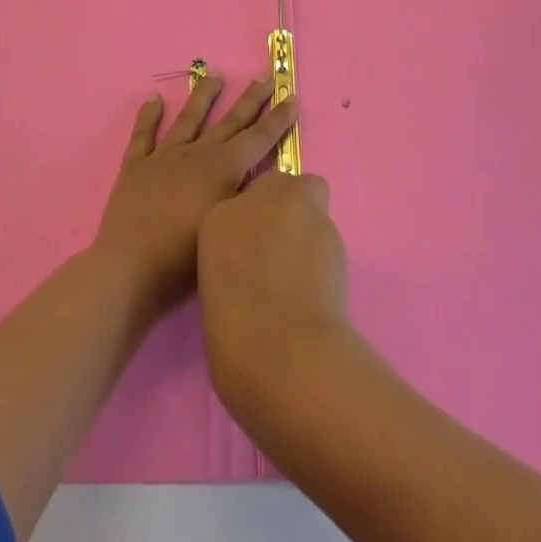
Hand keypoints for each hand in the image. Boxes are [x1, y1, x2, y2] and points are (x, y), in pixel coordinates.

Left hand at [93, 74, 298, 314]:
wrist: (129, 269)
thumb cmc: (184, 260)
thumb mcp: (229, 227)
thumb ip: (247, 199)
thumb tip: (264, 178)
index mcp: (223, 169)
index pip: (258, 138)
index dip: (277, 119)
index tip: (291, 96)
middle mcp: (197, 154)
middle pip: (229, 121)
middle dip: (251, 99)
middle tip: (265, 76)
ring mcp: (164, 157)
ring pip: (189, 118)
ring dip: (204, 95)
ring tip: (214, 73)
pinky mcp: (136, 167)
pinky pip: (143, 135)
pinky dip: (148, 116)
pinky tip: (154, 99)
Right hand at [197, 171, 350, 418]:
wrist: (282, 356)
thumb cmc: (237, 341)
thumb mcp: (218, 293)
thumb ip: (235, 262)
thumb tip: (258, 265)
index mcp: (214, 221)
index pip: (238, 205)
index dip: (252, 230)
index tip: (257, 258)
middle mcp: (251, 201)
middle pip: (277, 185)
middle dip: (284, 209)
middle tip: (285, 252)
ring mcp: (290, 204)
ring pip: (309, 196)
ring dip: (308, 224)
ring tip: (307, 272)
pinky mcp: (325, 219)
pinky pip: (326, 225)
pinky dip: (325, 248)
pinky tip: (322, 281)